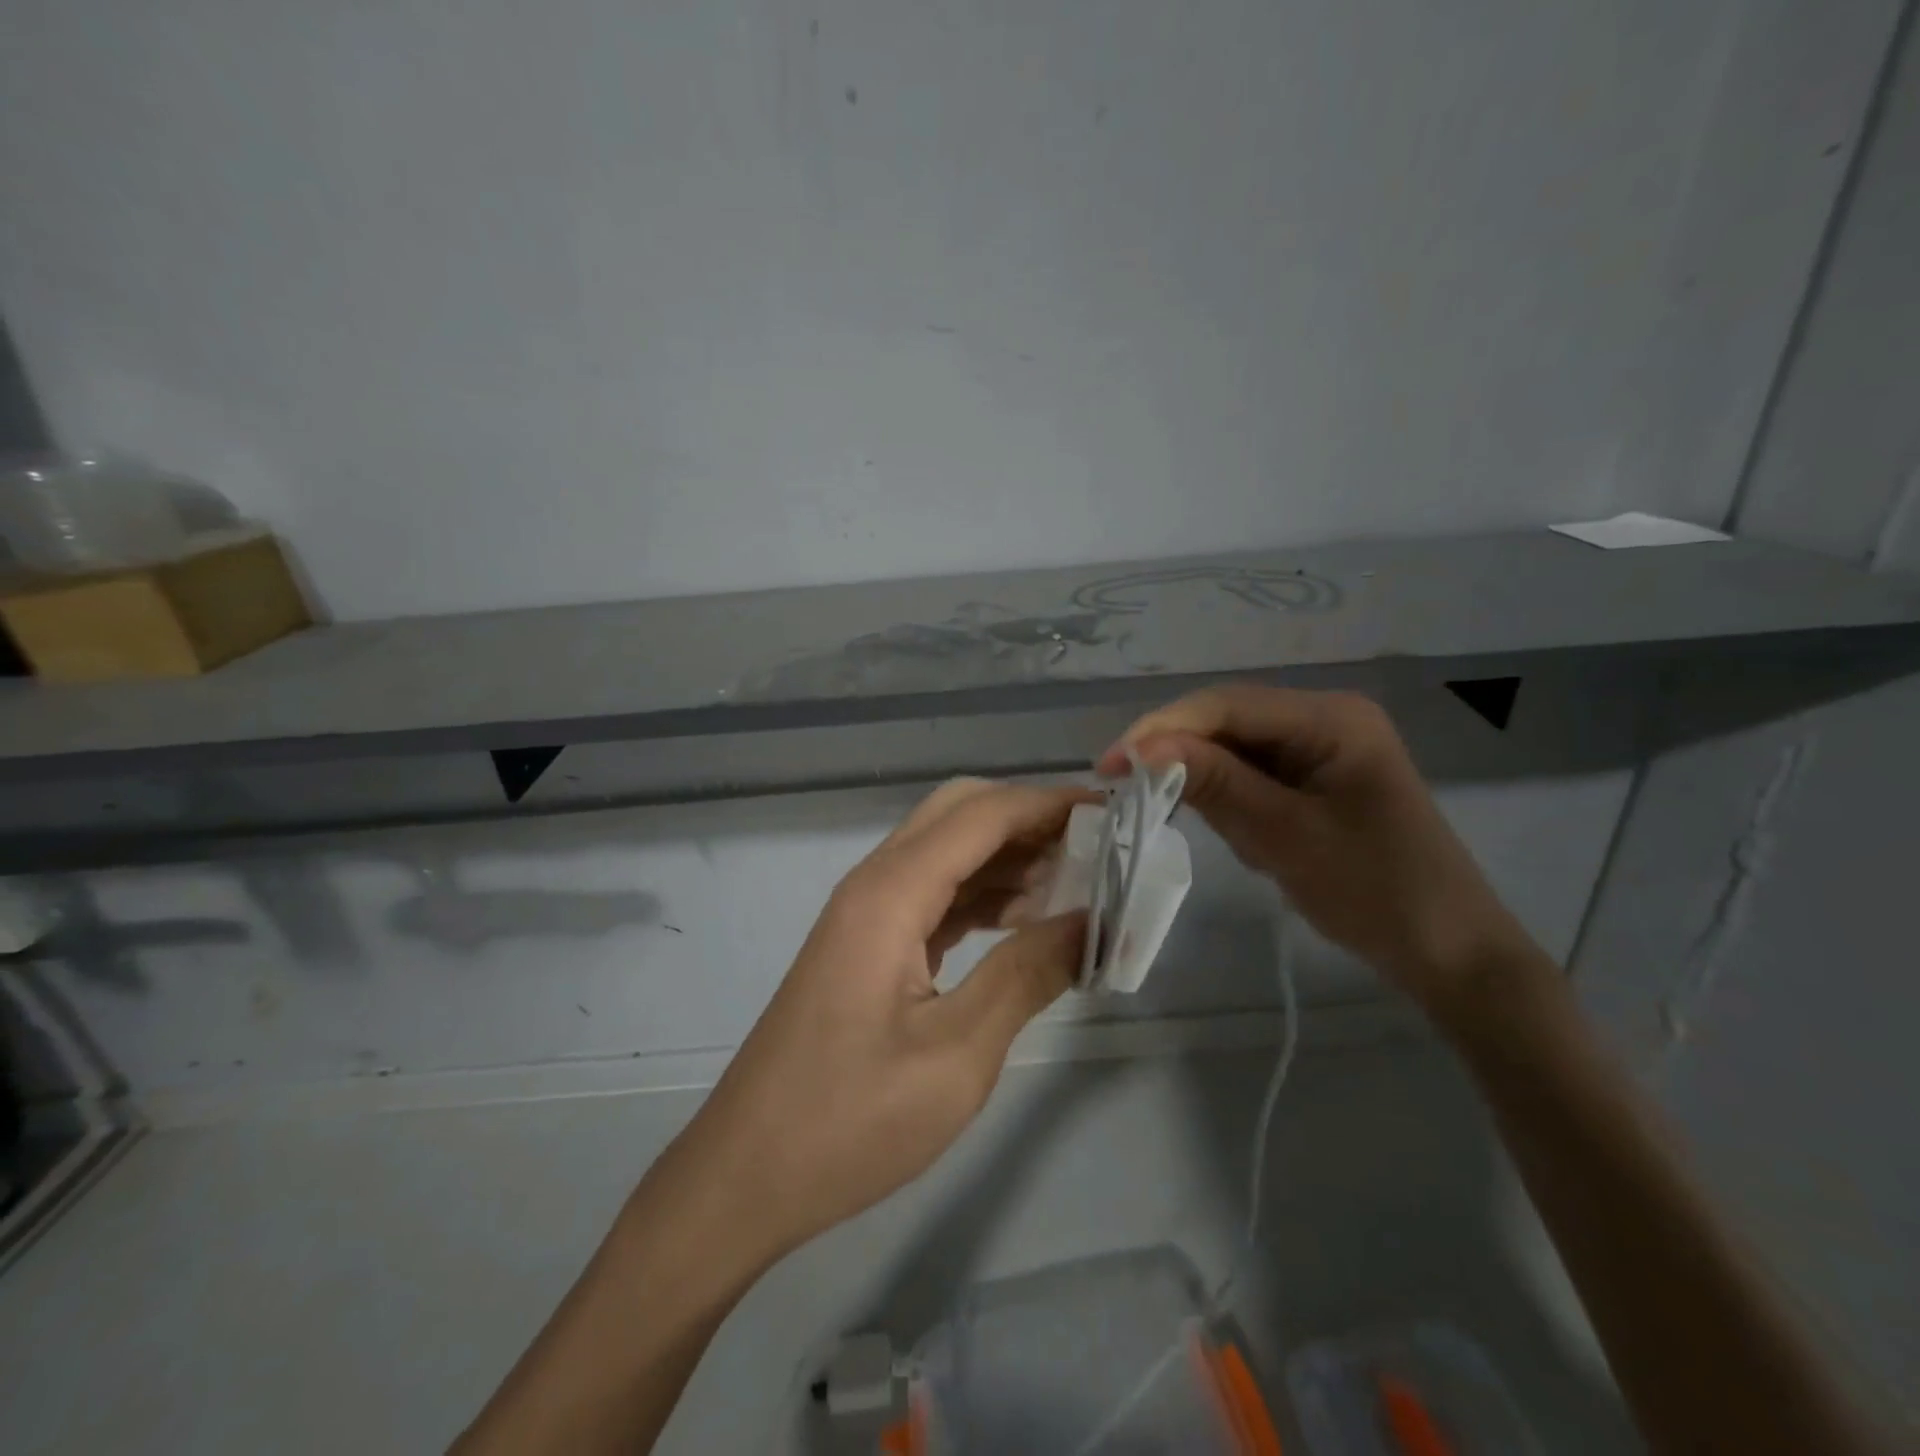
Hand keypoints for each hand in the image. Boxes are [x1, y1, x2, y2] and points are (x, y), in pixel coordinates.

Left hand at [677, 779, 1092, 1260]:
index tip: (1112, 813)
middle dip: (1027, 819)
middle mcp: (874, 884)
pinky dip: (981, 894)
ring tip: (1075, 886)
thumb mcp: (957, 1057)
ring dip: (1007, 857)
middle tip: (1094, 849)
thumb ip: (1026, 976)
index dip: (1048, 803)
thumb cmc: (849, 1122)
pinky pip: (932, 894)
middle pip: (958, 814)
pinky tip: (1023, 923)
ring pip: (945, 852)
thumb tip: (1089, 920)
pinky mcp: (866, 943)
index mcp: (890, 894)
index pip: (981, 815)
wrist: (746, 1175)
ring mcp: (865, 913)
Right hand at [1100, 684, 1534, 1022]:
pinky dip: (1232, 802)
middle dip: (1180, 756)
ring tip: (1209, 829)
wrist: (1451, 953)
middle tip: (1130, 794)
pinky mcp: (1316, 780)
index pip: (1227, 705)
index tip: (1109, 766)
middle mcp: (1325, 719)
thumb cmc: (1375, 891)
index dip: (1162, 729)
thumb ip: (1215, 784)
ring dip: (1207, 784)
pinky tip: (1245, 837)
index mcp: (1331, 718)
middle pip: (1228, 722)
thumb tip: (1141, 748)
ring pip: (1235, 750)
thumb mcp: (1285, 837)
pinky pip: (1254, 776)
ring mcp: (1322, 749)